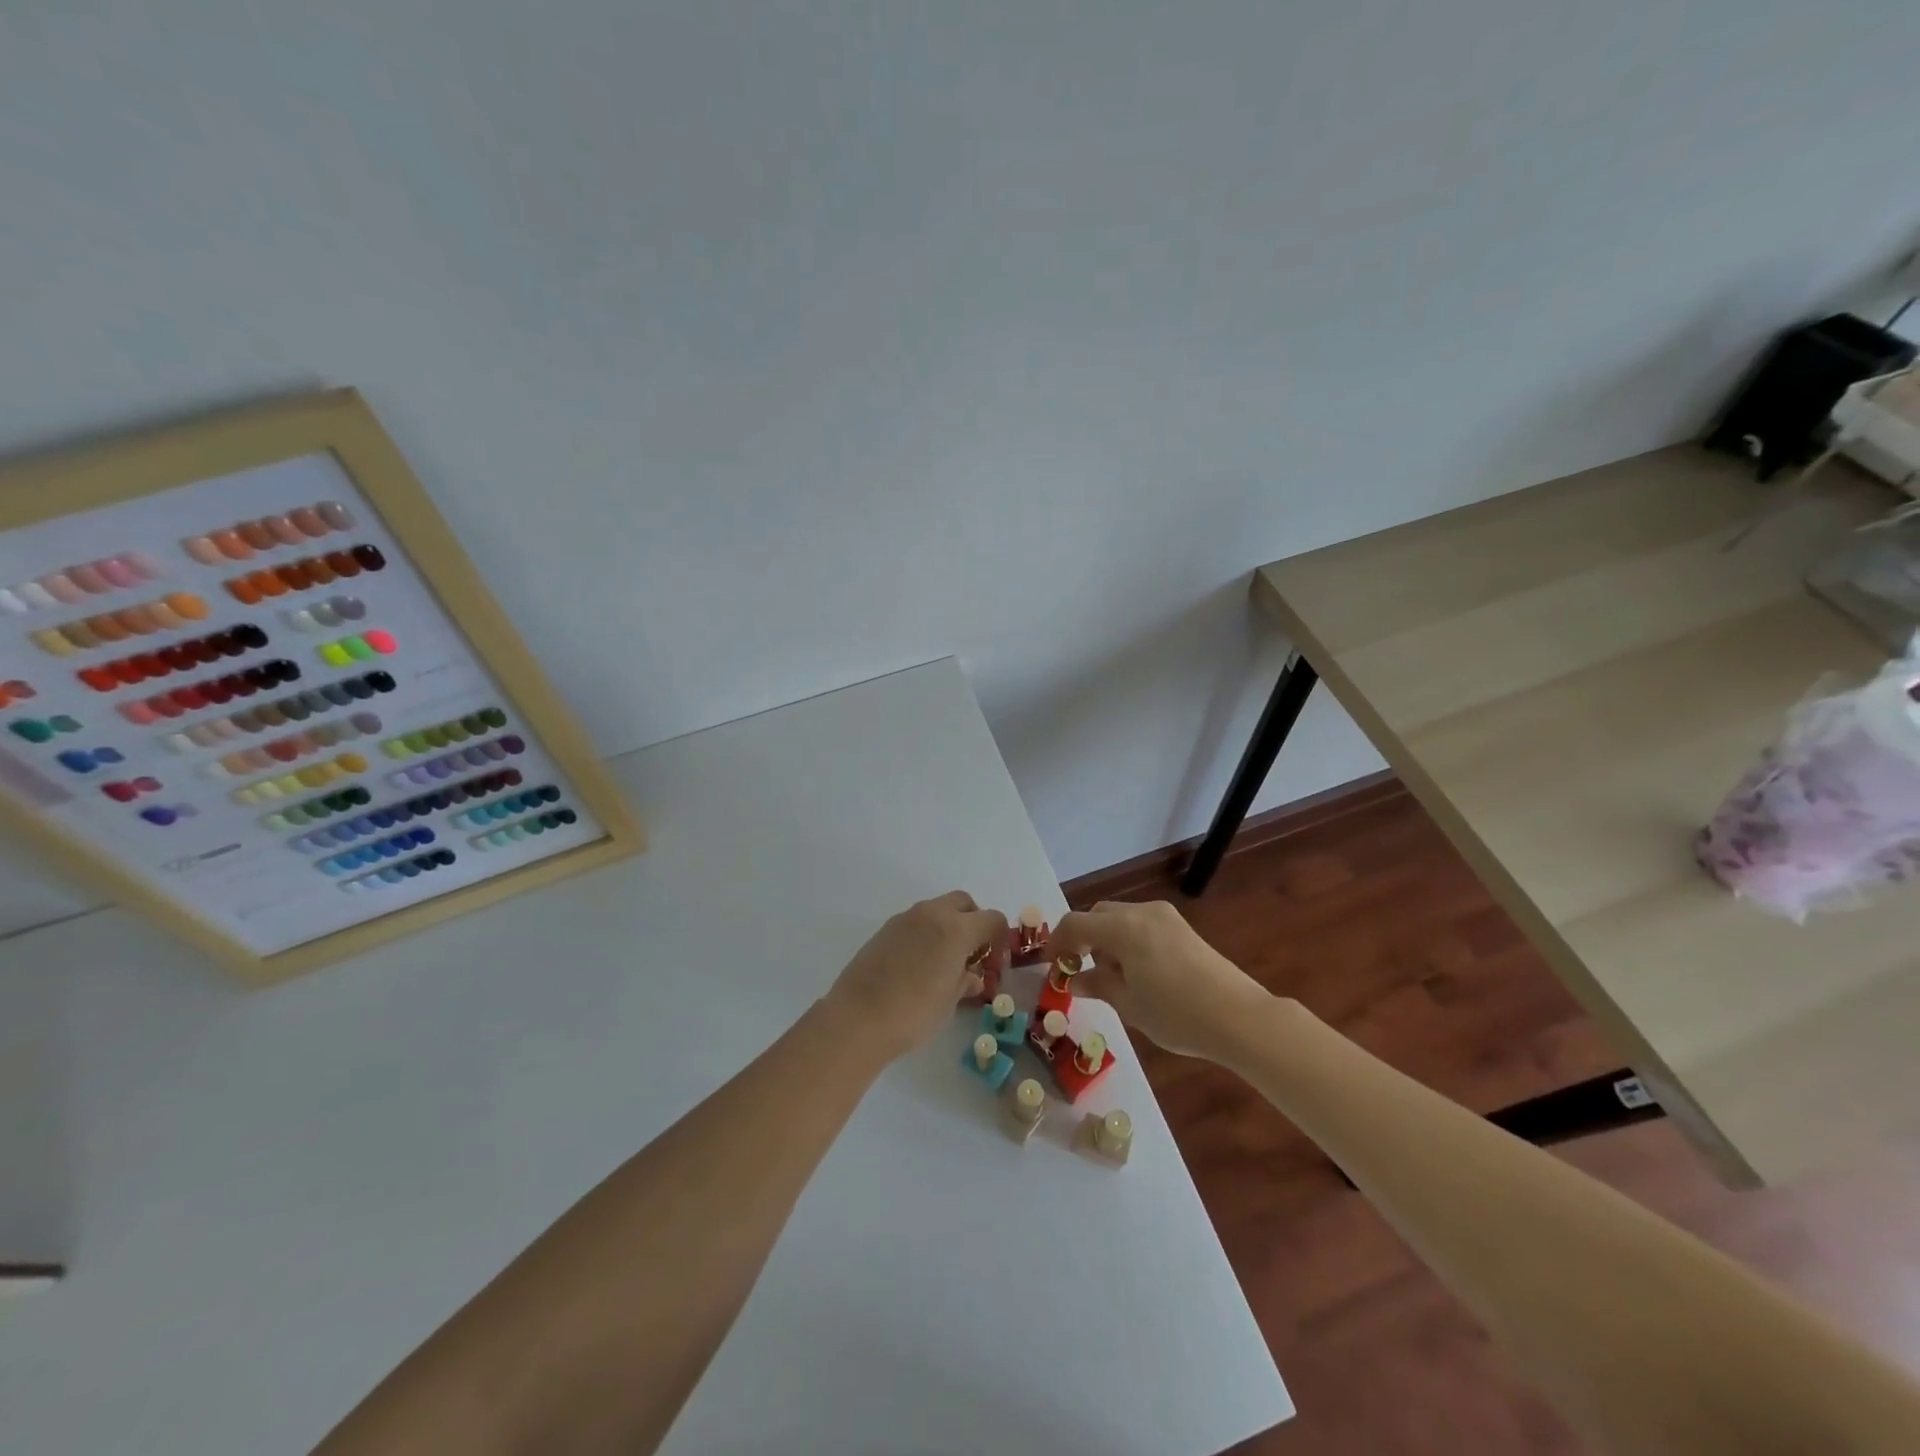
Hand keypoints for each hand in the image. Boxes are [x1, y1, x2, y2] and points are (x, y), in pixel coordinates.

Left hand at [824, 892, 1008, 1060]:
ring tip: (943, 961)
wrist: (857, 1019)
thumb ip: (964, 982)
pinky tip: (918, 964)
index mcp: (956, 929)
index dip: (999, 938)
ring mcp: (905, 919)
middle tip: (971, 953)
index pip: (992, 918)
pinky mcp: (884, 929)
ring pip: (937, 909)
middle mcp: (932, 914)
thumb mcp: (949, 1002)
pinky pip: (915, 922)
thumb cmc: (914, 1013)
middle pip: (963, 903)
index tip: (993, 961)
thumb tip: (971, 976)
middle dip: (973, 922)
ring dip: (947, 926)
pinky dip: (925, 933)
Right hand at [1051, 899, 1274, 1061]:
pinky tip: (1137, 971)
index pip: (1075, 923)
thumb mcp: (1130, 1005)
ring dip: (1106, 938)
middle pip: (1098, 914)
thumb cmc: (1177, 1015)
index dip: (1057, 942)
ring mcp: (1165, 917)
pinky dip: (1128, 939)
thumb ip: (1098, 985)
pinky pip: (1142, 924)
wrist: (1240, 1017)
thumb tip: (1076, 980)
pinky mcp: (1183, 928)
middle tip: (1078, 969)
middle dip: (1083, 938)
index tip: (1051, 966)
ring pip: (1121, 917)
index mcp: (1123, 928)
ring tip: (1110, 975)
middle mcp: (1142, 912)